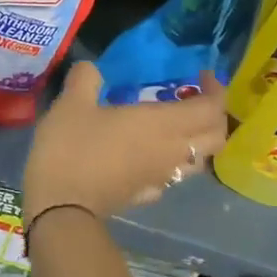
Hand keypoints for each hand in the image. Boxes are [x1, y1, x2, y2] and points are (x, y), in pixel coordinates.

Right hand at [23, 64, 229, 225]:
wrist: (59, 208)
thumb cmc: (71, 148)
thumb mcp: (71, 103)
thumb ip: (86, 78)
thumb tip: (91, 68)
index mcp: (162, 124)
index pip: (211, 109)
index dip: (215, 91)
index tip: (200, 76)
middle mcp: (171, 151)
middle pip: (216, 137)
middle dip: (215, 116)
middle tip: (193, 100)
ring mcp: (161, 178)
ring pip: (199, 160)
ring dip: (197, 141)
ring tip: (174, 126)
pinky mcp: (146, 195)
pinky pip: (174, 176)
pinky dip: (173, 162)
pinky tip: (150, 155)